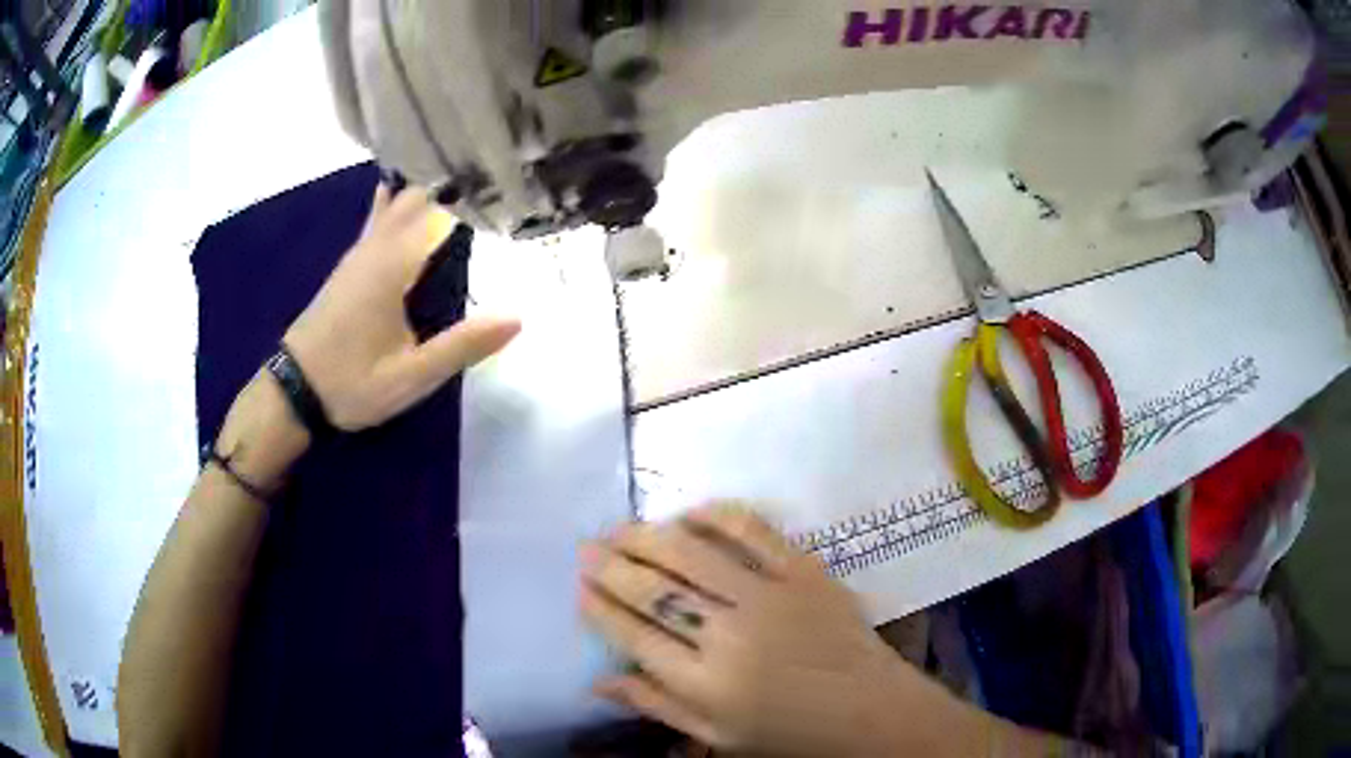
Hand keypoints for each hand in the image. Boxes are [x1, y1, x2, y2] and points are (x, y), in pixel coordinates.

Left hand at [283, 182, 519, 430]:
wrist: (293, 391)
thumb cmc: (352, 383)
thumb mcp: (411, 376)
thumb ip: (461, 346)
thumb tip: (517, 317)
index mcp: (393, 267)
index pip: (439, 212)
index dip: (473, 195)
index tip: (508, 185)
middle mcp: (375, 249)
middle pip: (417, 198)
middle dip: (452, 186)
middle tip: (495, 181)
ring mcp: (359, 254)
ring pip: (395, 204)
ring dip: (428, 191)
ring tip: (465, 179)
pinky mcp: (350, 265)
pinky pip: (379, 219)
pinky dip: (399, 203)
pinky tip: (405, 193)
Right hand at [579, 503, 992, 756]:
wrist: (869, 709)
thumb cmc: (789, 732)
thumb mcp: (717, 735)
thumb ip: (657, 705)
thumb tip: (597, 682)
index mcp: (705, 683)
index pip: (634, 635)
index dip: (599, 608)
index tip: (578, 588)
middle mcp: (729, 634)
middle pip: (654, 590)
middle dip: (611, 566)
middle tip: (586, 548)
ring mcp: (770, 596)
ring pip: (692, 553)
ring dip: (648, 536)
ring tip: (620, 528)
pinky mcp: (804, 570)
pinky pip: (753, 531)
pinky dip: (716, 515)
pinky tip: (689, 513)